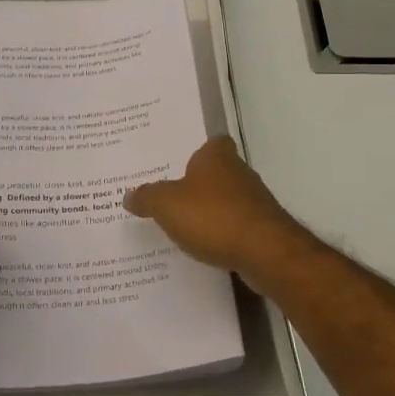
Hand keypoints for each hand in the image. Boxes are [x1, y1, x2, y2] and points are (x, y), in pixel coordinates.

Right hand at [125, 137, 317, 289]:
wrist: (265, 252)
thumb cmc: (213, 216)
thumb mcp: (166, 204)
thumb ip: (147, 197)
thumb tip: (129, 195)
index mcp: (217, 156)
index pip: (212, 143)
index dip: (197, 151)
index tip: (178, 165)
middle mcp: (240, 173)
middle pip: (217, 173)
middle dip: (198, 185)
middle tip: (169, 198)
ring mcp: (255, 202)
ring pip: (227, 201)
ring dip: (210, 212)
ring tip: (181, 227)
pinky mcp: (263, 229)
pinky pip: (235, 227)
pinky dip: (222, 235)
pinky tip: (204, 248)